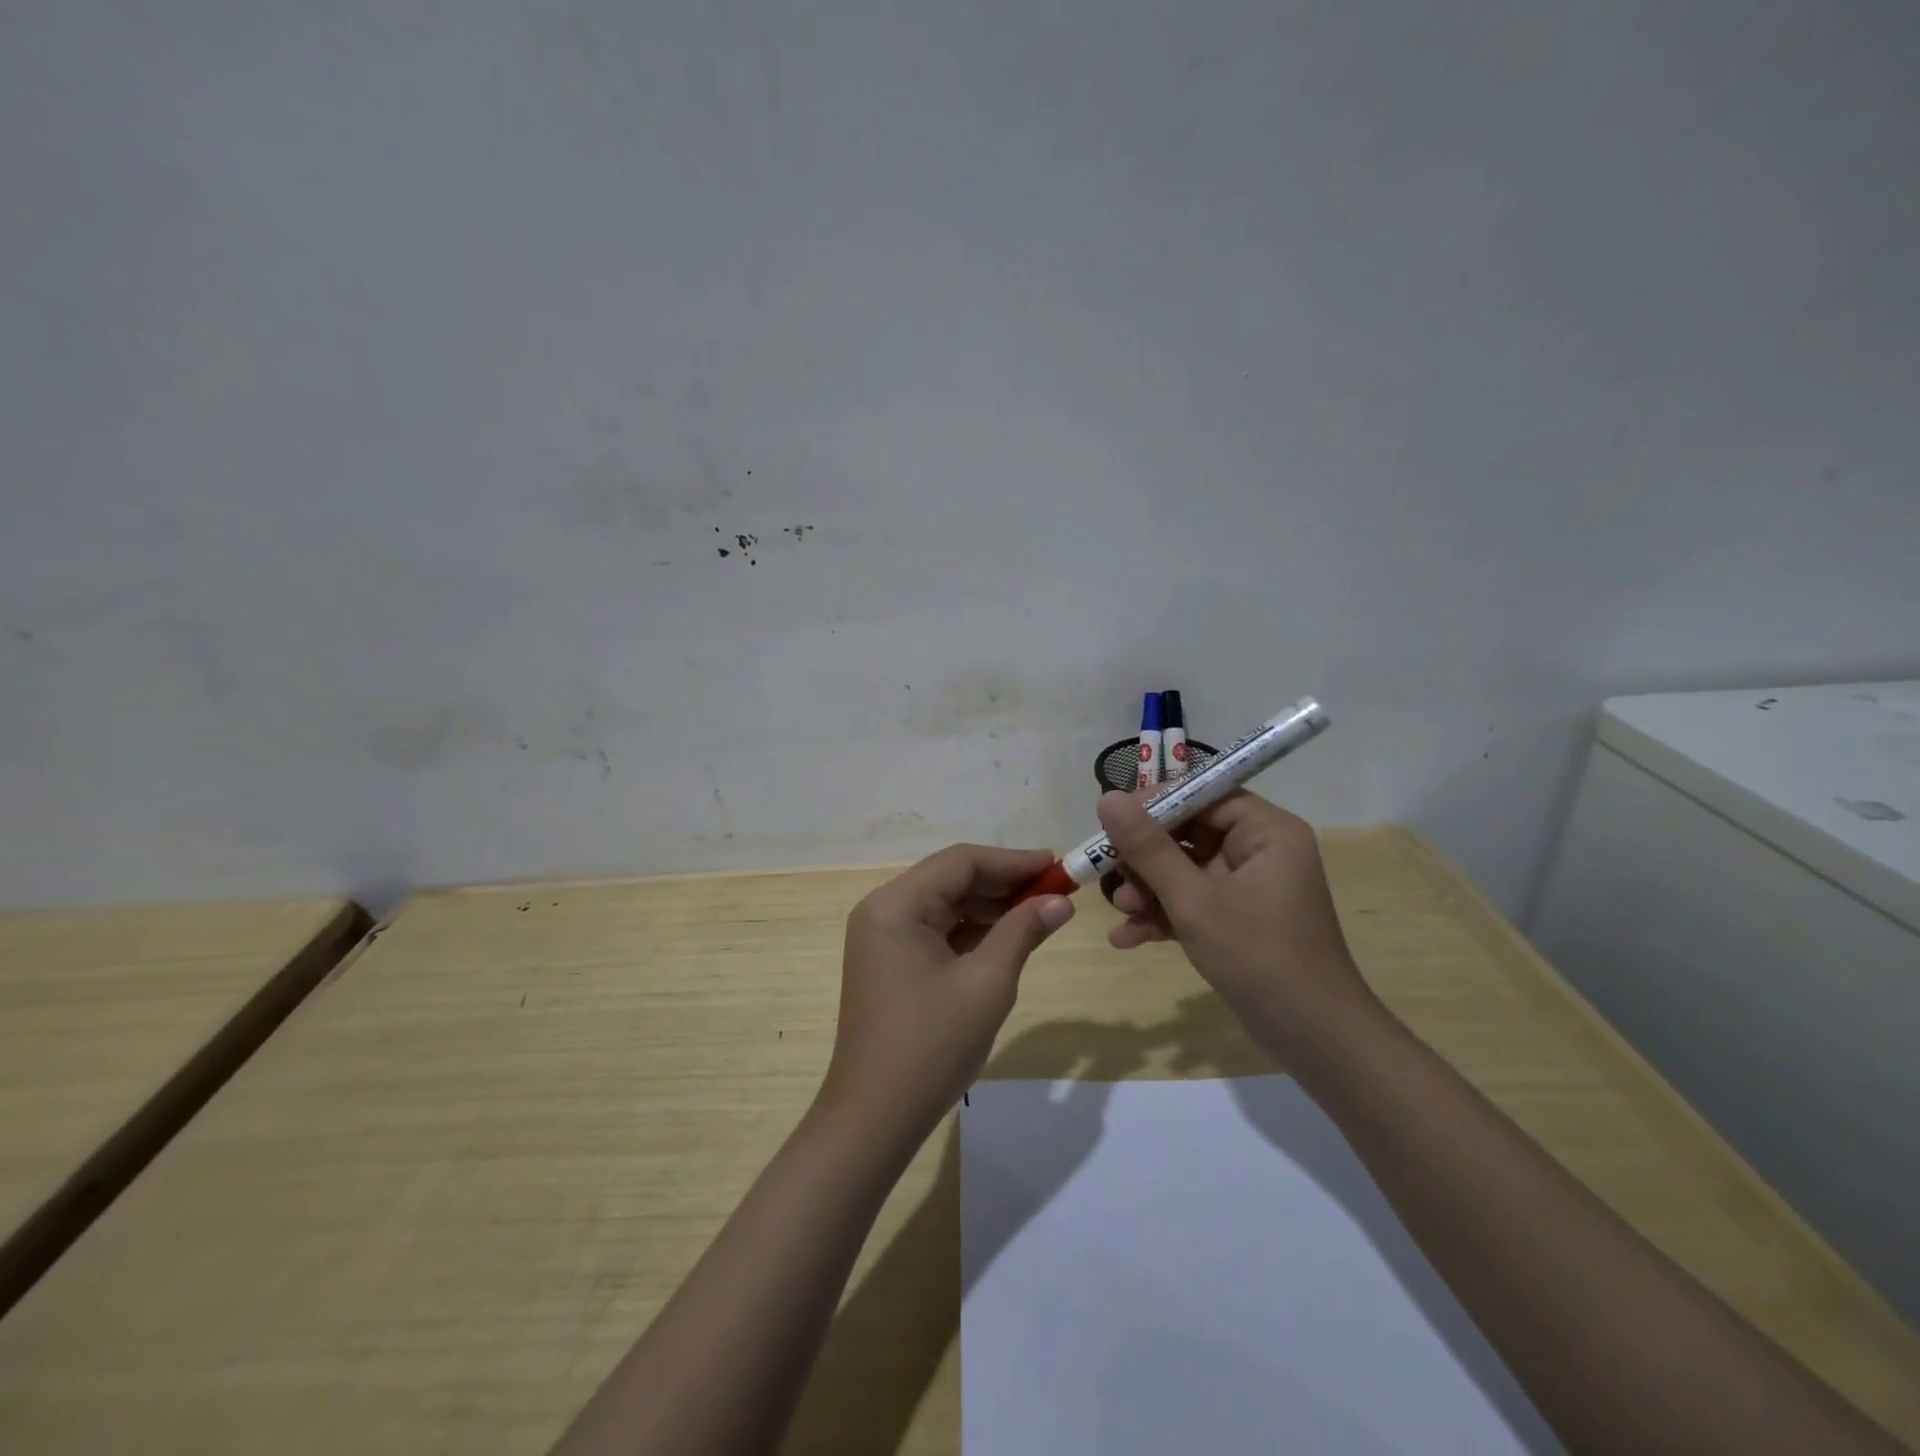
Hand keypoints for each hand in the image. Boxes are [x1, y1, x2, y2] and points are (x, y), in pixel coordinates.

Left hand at [821, 845, 1076, 1146]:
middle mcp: (883, 910)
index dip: (1012, 861)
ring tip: (1039, 913)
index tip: (1056, 865)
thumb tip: (1060, 901)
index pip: (960, 862)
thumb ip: (1023, 931)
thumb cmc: (932, 1046)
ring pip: (945, 905)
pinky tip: (1006, 937)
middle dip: (1003, 884)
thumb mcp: (987, 983)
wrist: (875, 1118)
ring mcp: (882, 938)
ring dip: (990, 907)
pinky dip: (970, 931)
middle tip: (1055, 892)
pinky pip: (935, 931)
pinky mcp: (889, 963)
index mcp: (896, 905)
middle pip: (951, 880)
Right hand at [1097, 789, 1376, 1058]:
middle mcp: (1260, 851)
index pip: (1204, 795)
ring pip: (1184, 870)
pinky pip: (1191, 902)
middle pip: (1188, 833)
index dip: (1156, 803)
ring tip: (1121, 912)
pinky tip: (1126, 938)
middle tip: (1111, 873)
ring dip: (1148, 890)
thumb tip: (1108, 798)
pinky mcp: (1236, 920)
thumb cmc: (1259, 956)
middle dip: (1145, 858)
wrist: (1313, 1039)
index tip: (1112, 820)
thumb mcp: (1194, 900)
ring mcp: (1247, 888)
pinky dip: (1162, 916)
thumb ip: (1148, 848)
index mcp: (1266, 832)